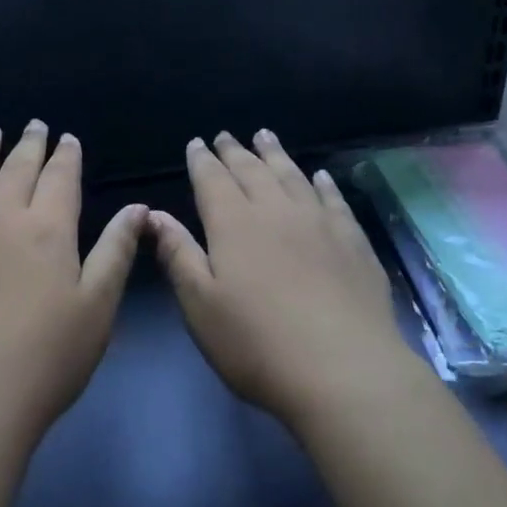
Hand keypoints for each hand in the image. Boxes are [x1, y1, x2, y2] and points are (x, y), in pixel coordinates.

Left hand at [0, 120, 146, 449]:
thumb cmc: (47, 357)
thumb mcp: (97, 306)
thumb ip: (116, 251)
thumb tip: (137, 208)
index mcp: (48, 229)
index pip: (59, 178)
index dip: (65, 156)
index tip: (66, 138)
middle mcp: (2, 220)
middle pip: (16, 170)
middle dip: (28, 144)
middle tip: (33, 124)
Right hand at [151, 131, 411, 428]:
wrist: (343, 370)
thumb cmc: (257, 343)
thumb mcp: (201, 305)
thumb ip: (178, 255)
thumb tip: (154, 215)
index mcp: (234, 224)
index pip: (212, 180)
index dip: (202, 160)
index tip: (196, 143)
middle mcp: (276, 211)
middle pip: (252, 170)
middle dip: (235, 151)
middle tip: (226, 135)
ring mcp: (319, 222)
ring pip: (292, 175)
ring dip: (275, 154)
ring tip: (265, 135)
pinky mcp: (352, 241)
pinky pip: (333, 199)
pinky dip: (323, 182)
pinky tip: (319, 175)